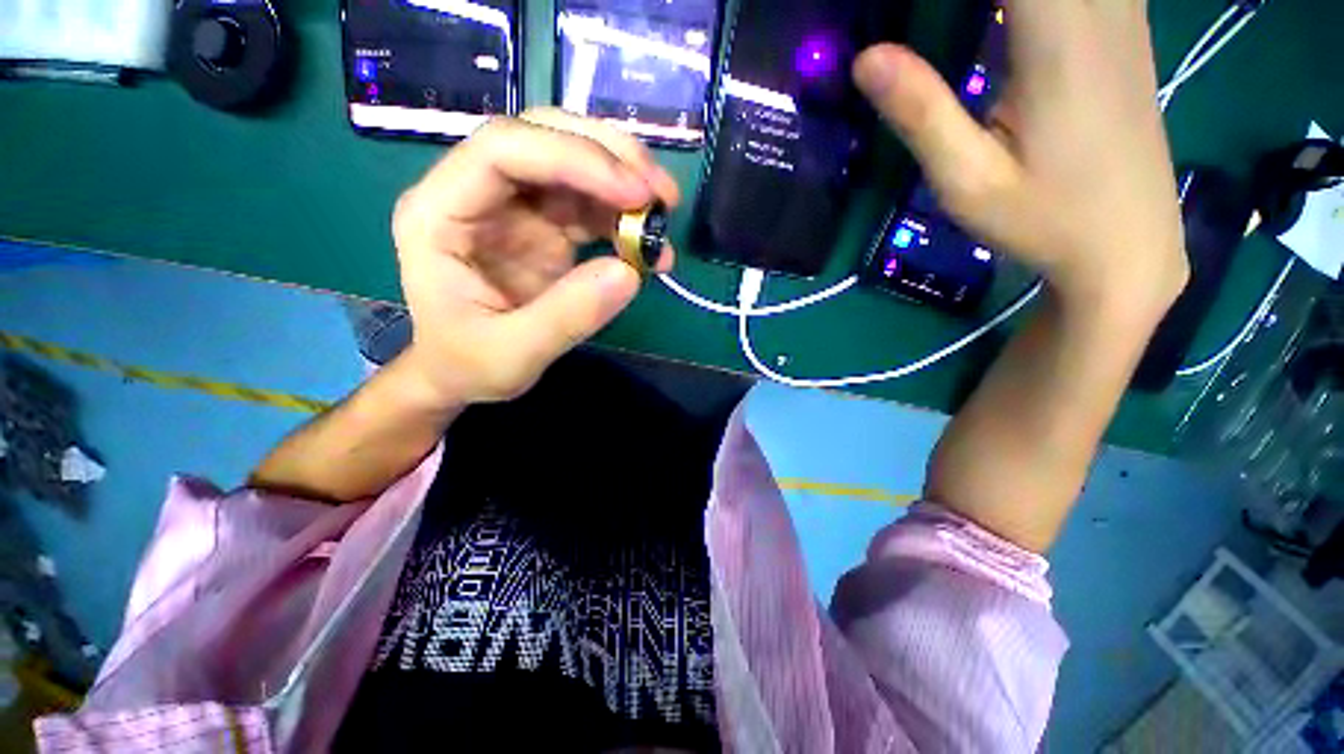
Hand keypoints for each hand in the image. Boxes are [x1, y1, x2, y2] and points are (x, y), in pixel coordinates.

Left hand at [389, 109, 680, 406]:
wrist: (462, 371)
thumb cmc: (469, 364)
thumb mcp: (513, 354)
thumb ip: (568, 316)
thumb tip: (630, 272)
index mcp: (441, 212)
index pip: (505, 150)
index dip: (576, 158)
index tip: (636, 195)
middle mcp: (476, 193)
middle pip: (544, 138)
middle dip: (611, 158)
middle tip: (663, 194)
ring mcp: (514, 207)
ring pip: (574, 163)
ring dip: (626, 183)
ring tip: (665, 218)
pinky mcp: (544, 226)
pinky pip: (590, 204)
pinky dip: (625, 219)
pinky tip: (650, 249)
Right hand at [854, 0, 1187, 315]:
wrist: (1129, 244)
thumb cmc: (1043, 220)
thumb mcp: (968, 181)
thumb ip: (921, 114)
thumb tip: (866, 58)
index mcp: (1057, 40)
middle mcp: (1100, 8)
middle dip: (970, 0)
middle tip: (930, 27)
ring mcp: (1123, 12)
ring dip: (1008, 0)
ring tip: (973, 32)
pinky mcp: (1127, 26)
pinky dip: (1036, 0)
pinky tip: (1015, 21)